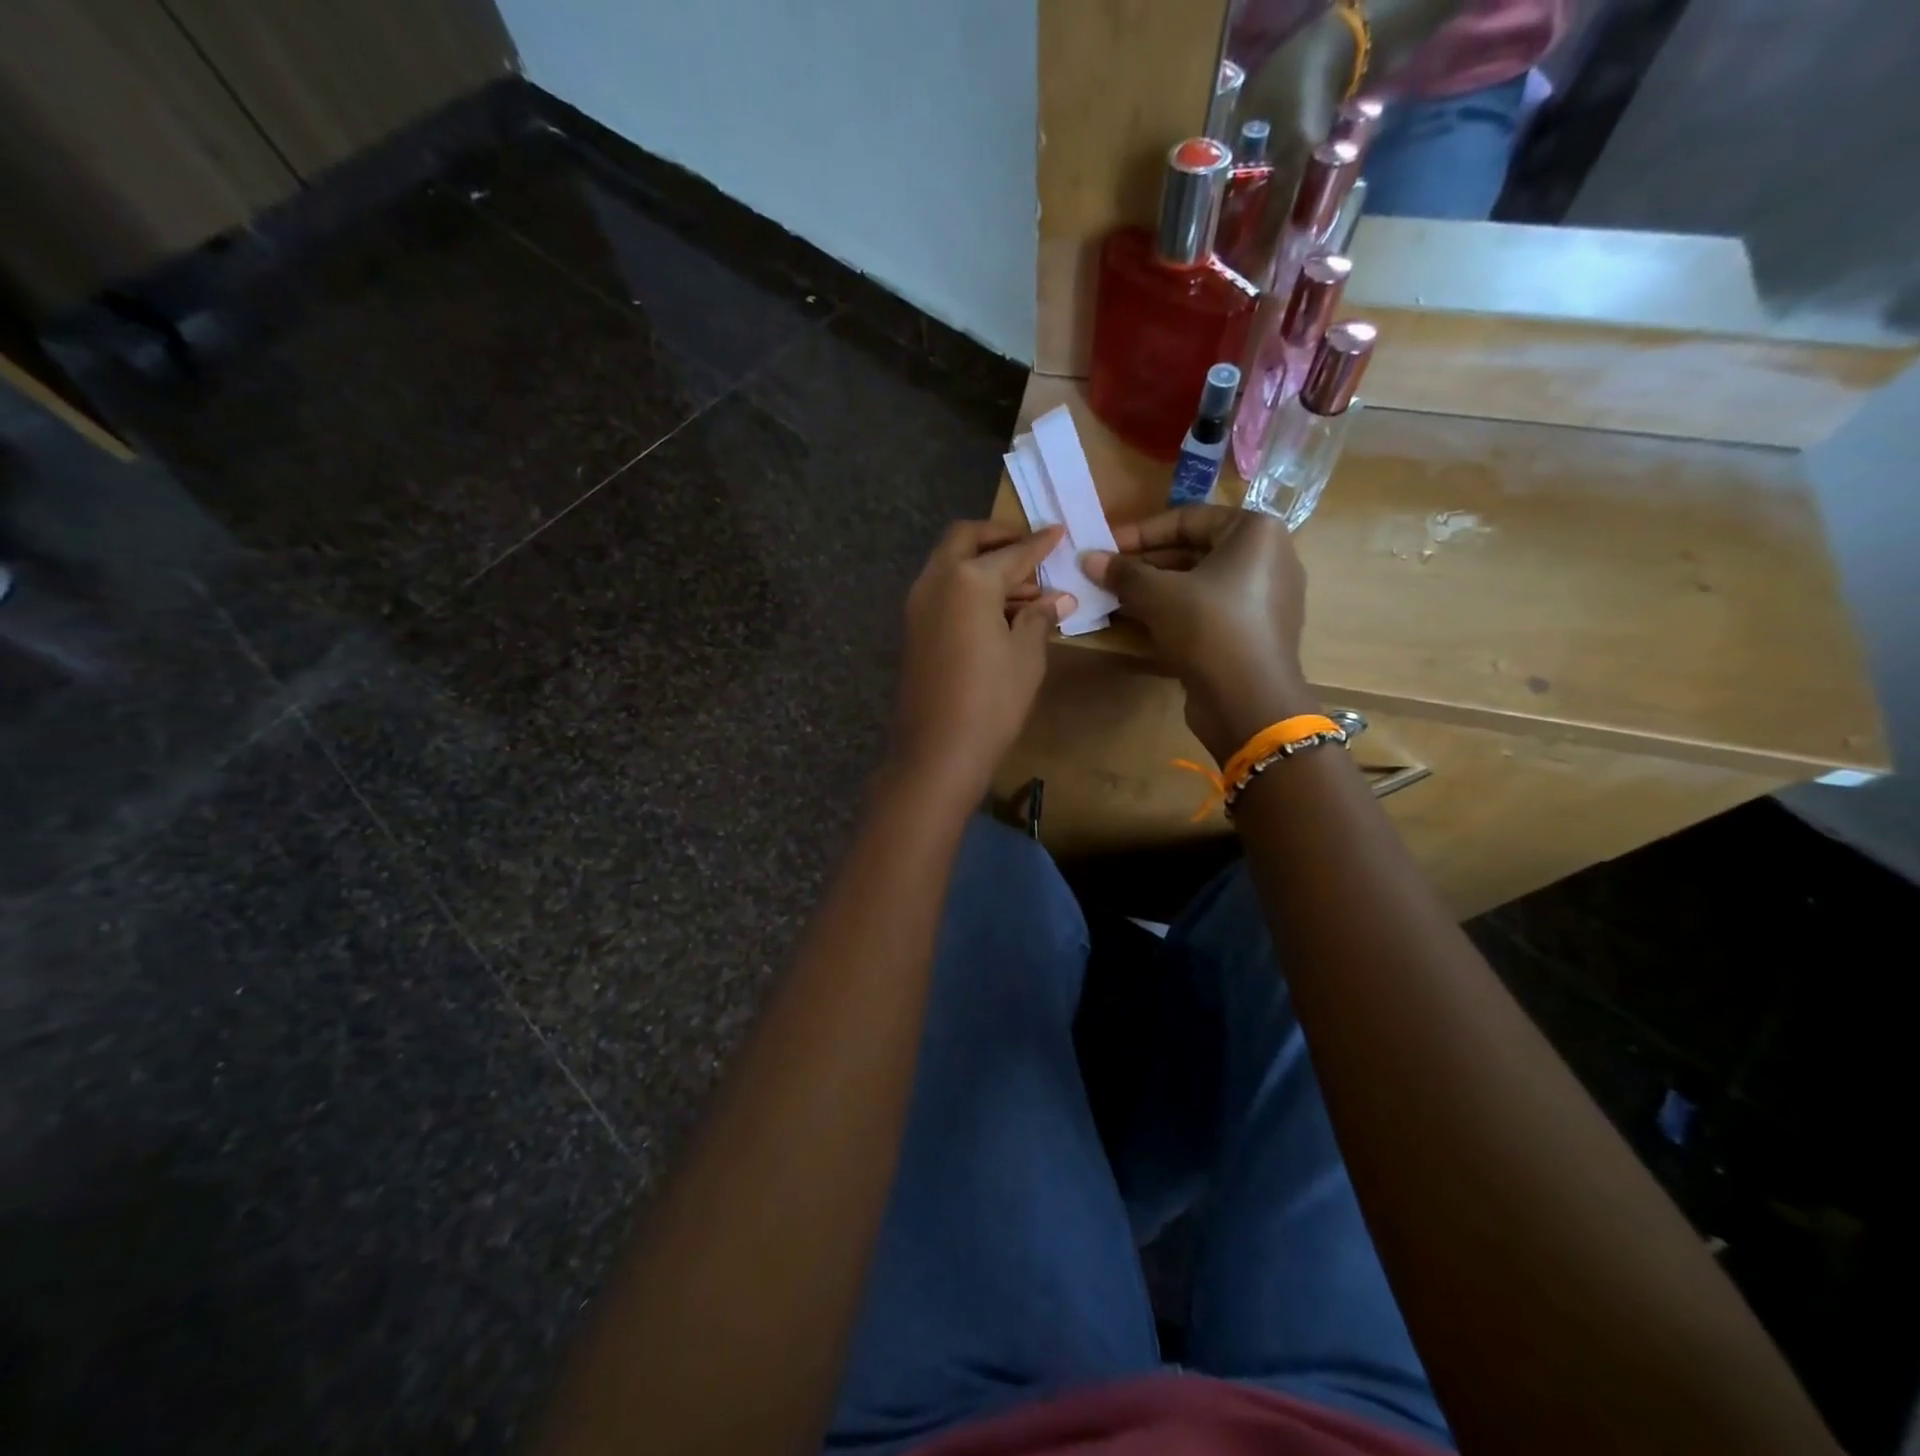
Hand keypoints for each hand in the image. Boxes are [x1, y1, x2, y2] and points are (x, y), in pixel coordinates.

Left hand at [892, 522, 1073, 797]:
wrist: (938, 750)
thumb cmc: (992, 700)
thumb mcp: (1026, 656)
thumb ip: (1040, 618)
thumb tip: (1058, 599)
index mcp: (968, 579)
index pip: (1012, 552)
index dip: (1040, 544)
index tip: (1059, 532)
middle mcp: (936, 581)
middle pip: (965, 540)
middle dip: (998, 537)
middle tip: (1029, 548)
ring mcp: (918, 605)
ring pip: (950, 565)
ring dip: (982, 565)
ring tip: (1024, 588)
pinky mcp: (913, 629)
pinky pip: (942, 591)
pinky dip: (967, 588)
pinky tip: (997, 611)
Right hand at [1083, 505, 1316, 761]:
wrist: (1249, 701)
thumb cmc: (1209, 628)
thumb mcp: (1158, 595)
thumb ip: (1122, 572)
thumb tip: (1087, 558)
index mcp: (1255, 532)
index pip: (1187, 519)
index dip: (1139, 532)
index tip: (1104, 546)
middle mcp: (1267, 558)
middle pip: (1193, 551)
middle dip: (1145, 564)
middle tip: (1105, 575)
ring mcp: (1264, 598)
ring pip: (1198, 583)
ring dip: (1154, 590)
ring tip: (1114, 598)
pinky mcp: (1254, 632)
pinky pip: (1208, 610)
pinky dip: (1175, 612)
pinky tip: (1140, 623)